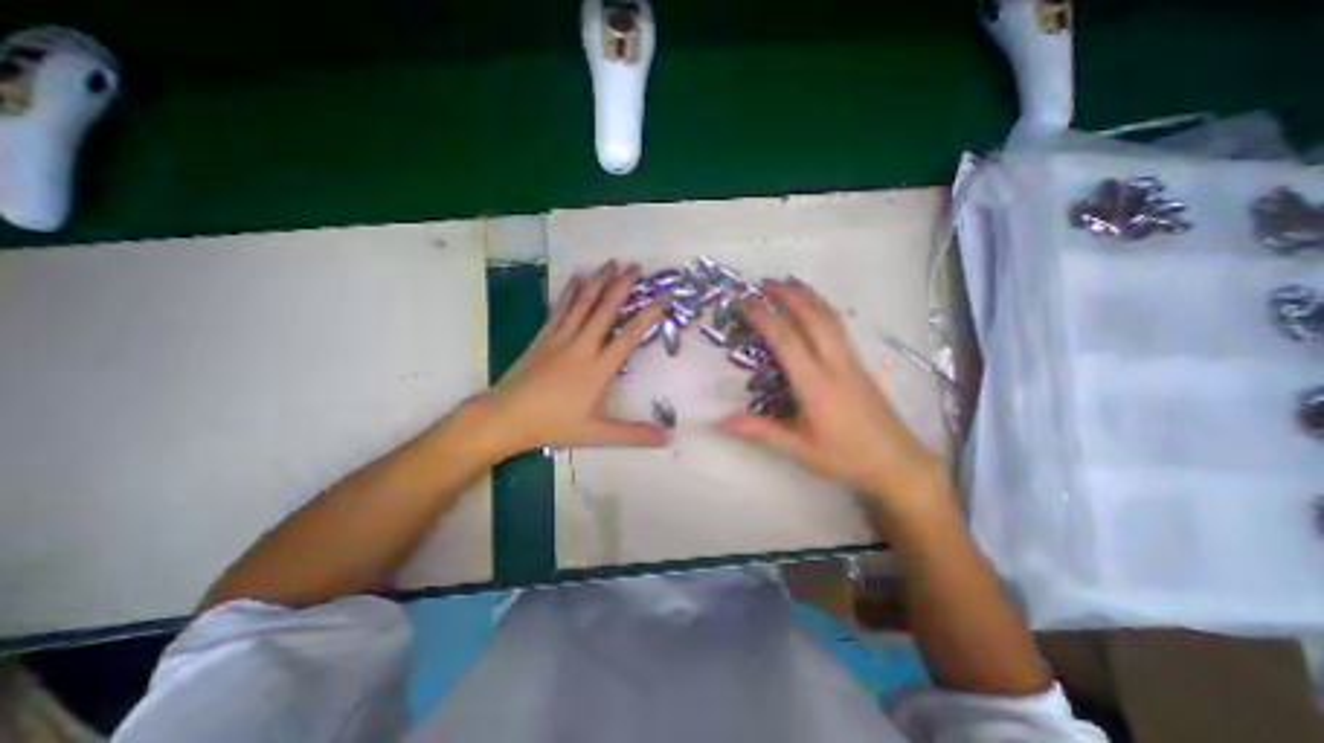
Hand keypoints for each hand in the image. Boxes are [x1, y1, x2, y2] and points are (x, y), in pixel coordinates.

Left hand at [468, 260, 673, 459]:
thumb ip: (635, 434)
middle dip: (622, 286)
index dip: (647, 316)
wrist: (505, 416)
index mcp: (598, 367)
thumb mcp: (598, 433)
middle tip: (635, 265)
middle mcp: (582, 345)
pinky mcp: (543, 336)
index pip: (629, 336)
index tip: (660, 297)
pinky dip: (570, 291)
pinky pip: (560, 308)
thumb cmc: (553, 424)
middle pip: (605, 309)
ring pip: (583, 303)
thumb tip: (668, 439)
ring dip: (598, 281)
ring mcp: (560, 337)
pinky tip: (576, 278)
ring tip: (611, 262)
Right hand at [719, 279, 946, 504]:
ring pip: (830, 318)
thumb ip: (760, 431)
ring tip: (787, 282)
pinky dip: (823, 308)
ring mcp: (852, 361)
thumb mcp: (799, 450)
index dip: (764, 318)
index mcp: (816, 386)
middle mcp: (836, 365)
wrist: (899, 464)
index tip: (744, 302)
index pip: (787, 341)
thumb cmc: (846, 459)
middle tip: (763, 283)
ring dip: (807, 296)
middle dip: (787, 296)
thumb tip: (719, 423)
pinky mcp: (860, 363)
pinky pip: (839, 327)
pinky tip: (814, 307)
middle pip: (812, 318)